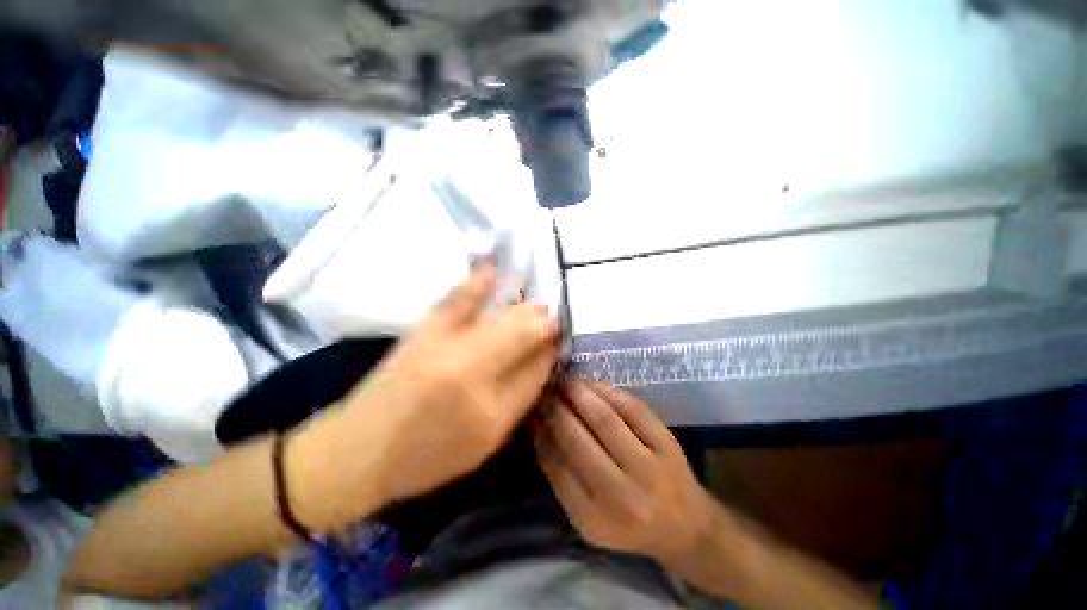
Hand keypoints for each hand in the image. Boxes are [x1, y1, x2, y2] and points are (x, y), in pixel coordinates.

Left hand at [292, 264, 559, 525]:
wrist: (358, 450)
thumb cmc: (428, 456)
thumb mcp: (485, 441)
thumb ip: (519, 398)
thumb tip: (544, 358)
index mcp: (491, 411)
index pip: (537, 369)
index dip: (551, 350)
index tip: (558, 341)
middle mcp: (473, 373)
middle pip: (524, 336)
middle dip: (543, 325)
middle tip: (550, 322)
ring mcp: (446, 347)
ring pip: (502, 319)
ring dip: (525, 310)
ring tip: (535, 307)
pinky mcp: (423, 332)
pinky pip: (457, 300)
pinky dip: (477, 282)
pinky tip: (491, 267)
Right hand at [535, 381, 718, 564]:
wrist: (686, 525)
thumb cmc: (628, 522)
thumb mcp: (588, 515)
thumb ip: (562, 476)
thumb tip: (539, 428)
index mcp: (594, 519)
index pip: (557, 467)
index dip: (542, 433)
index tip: (533, 411)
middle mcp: (622, 497)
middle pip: (579, 440)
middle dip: (557, 409)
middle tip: (545, 390)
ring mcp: (648, 468)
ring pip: (605, 419)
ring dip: (580, 394)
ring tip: (565, 383)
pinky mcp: (666, 443)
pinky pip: (631, 408)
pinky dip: (607, 391)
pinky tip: (592, 385)